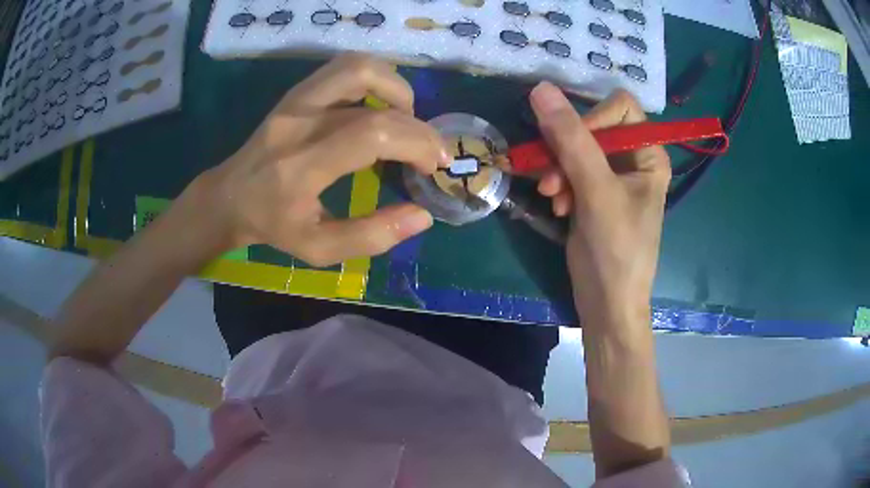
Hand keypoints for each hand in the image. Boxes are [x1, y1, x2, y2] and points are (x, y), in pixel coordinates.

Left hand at [195, 54, 450, 266]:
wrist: (229, 196)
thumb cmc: (273, 226)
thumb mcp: (319, 249)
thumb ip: (371, 237)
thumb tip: (422, 215)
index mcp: (299, 169)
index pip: (370, 136)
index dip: (415, 144)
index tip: (431, 166)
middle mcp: (297, 124)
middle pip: (374, 103)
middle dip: (418, 127)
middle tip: (429, 152)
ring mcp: (295, 100)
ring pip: (358, 67)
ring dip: (396, 89)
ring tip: (405, 120)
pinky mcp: (297, 91)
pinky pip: (345, 68)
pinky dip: (376, 79)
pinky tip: (380, 106)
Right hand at [530, 83, 670, 327]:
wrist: (607, 304)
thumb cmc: (616, 250)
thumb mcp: (596, 191)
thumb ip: (571, 139)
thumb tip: (541, 89)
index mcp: (649, 154)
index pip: (620, 108)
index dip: (593, 120)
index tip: (571, 147)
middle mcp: (633, 160)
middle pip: (593, 127)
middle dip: (567, 150)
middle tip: (551, 179)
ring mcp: (612, 177)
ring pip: (576, 148)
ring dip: (558, 169)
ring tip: (552, 196)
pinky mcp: (593, 193)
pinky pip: (569, 170)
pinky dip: (559, 185)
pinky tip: (557, 207)